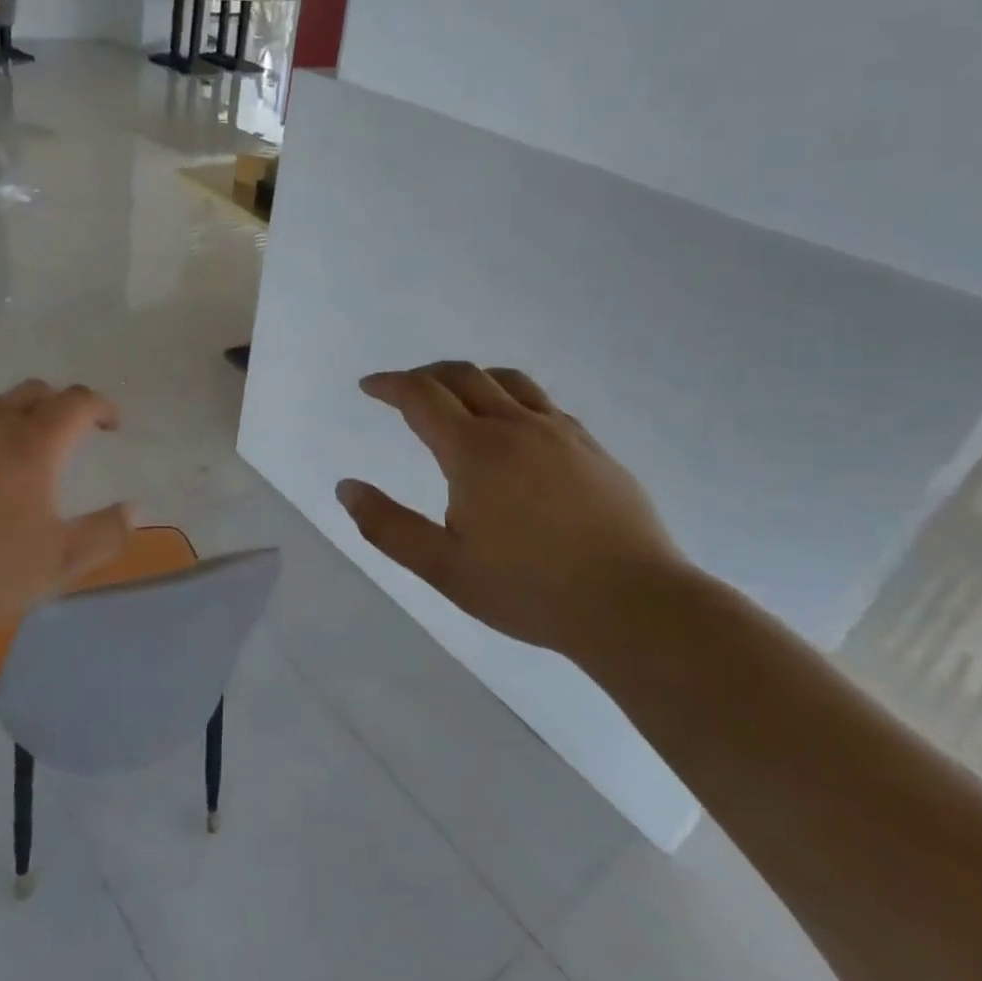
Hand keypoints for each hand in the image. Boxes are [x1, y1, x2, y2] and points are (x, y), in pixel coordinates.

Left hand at [0, 380, 132, 628]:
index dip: (100, 406)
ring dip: (16, 415)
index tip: (111, 424)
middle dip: (60, 405)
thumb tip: (134, 509)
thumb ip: (106, 533)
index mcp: (34, 441)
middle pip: (35, 391)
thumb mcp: (60, 561)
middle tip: (69, 434)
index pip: (77, 401)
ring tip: (20, 450)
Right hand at [335, 362, 686, 653]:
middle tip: (404, 390)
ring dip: (471, 378)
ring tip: (456, 396)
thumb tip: (346, 488)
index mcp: (475, 451)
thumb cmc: (529, 589)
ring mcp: (561, 433)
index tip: (369, 386)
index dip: (390, 385)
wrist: (635, 606)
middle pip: (463, 375)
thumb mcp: (443, 567)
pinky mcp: (594, 449)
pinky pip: (544, 404)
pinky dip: (512, 399)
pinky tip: (514, 429)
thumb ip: (388, 526)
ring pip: (508, 381)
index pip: (422, 396)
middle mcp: (516, 427)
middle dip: (425, 375)